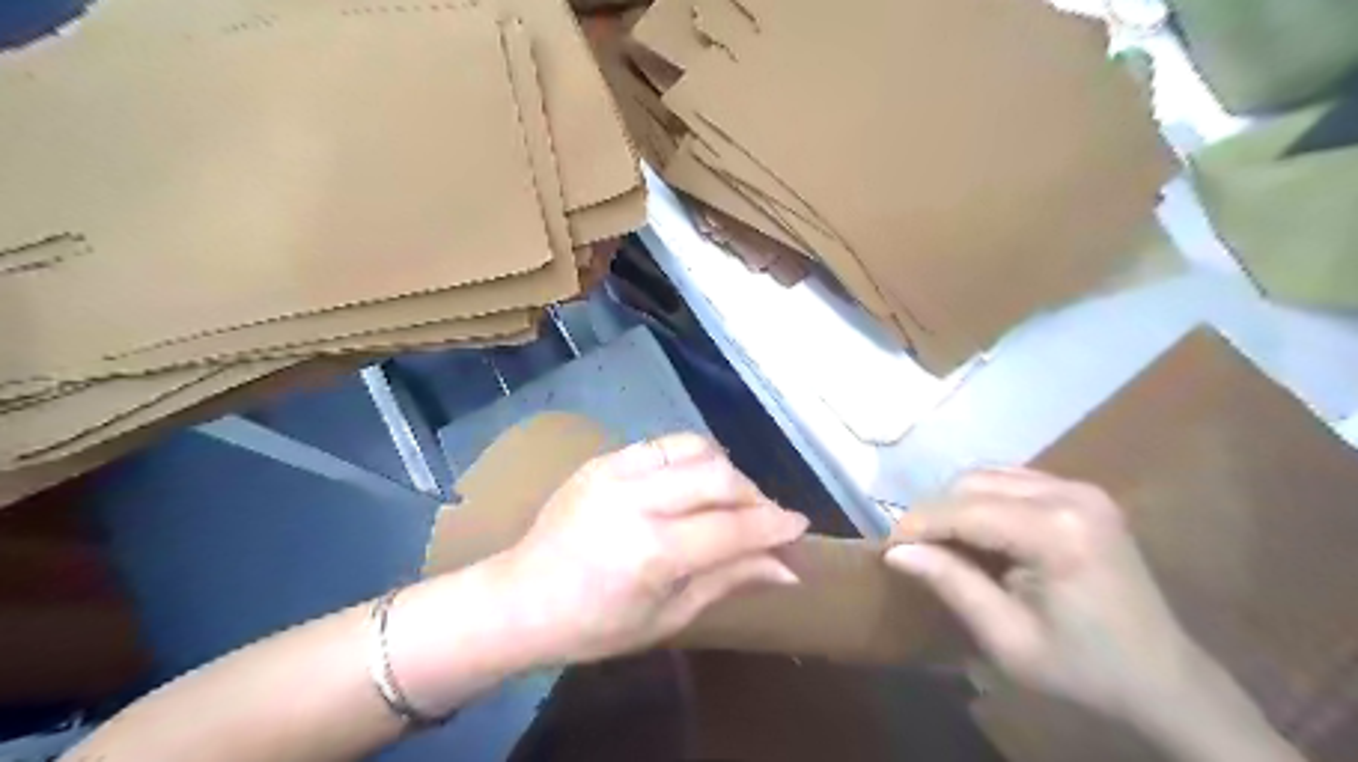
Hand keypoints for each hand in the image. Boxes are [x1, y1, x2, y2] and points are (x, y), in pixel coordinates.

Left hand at [507, 436, 803, 665]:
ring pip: (695, 447)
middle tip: (763, 519)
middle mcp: (635, 500)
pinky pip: (663, 445)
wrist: (519, 598)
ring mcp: (615, 471)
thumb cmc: (593, 625)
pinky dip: (691, 461)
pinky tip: (691, 486)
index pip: (731, 529)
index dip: (773, 526)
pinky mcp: (603, 458)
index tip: (800, 527)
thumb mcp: (667, 617)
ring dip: (725, 470)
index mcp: (650, 553)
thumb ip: (729, 580)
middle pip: (718, 475)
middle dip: (754, 495)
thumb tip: (787, 569)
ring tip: (728, 499)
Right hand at [892, 469, 1197, 724]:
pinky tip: (978, 534)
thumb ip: (951, 584)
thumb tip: (895, 551)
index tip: (886, 548)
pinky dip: (982, 501)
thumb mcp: (1007, 639)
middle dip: (935, 514)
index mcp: (1057, 532)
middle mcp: (1069, 494)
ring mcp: (1080, 488)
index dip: (917, 525)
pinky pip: (1011, 481)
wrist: (1164, 679)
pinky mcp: (1082, 493)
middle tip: (914, 552)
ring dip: (956, 506)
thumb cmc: (1084, 670)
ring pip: (988, 476)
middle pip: (972, 483)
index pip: (964, 510)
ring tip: (942, 544)